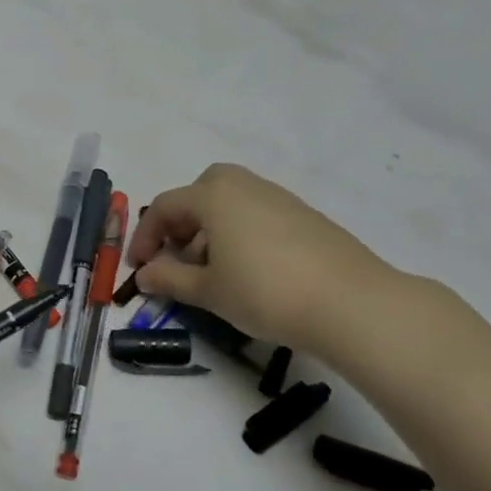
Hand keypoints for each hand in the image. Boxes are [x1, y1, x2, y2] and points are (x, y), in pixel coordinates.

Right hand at [126, 163, 400, 359]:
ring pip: (232, 202)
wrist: (350, 304)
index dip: (145, 237)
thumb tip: (144, 275)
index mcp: (214, 196)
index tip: (139, 269)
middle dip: (182, 221)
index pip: (165, 207)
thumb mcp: (208, 290)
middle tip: (178, 255)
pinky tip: (250, 271)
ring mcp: (280, 199)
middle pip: (201, 191)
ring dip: (211, 228)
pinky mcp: (306, 218)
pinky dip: (241, 233)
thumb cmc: (264, 292)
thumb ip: (169, 278)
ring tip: (213, 271)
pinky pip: (259, 215)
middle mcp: (246, 186)